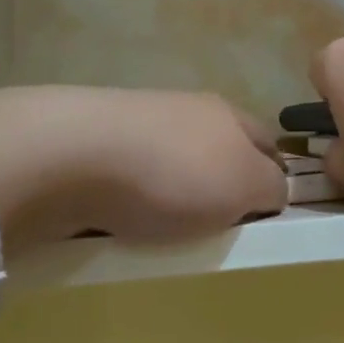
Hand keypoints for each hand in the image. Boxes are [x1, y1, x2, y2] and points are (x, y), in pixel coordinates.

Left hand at [0, 87, 286, 243]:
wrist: (69, 156)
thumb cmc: (173, 173)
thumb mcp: (246, 185)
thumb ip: (271, 187)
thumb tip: (271, 189)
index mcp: (228, 114)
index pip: (268, 144)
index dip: (274, 178)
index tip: (266, 217)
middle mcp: (187, 109)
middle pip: (218, 152)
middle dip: (220, 187)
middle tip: (217, 229)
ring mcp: (137, 122)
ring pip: (172, 164)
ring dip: (174, 193)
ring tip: (166, 233)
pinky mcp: (94, 142)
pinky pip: (130, 176)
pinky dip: (133, 199)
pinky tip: (122, 221)